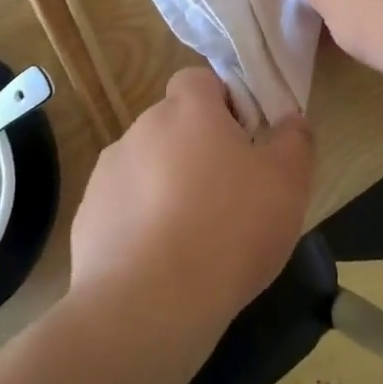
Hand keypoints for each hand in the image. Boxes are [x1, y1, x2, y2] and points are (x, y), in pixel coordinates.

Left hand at [68, 69, 314, 343]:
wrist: (148, 304)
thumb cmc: (229, 229)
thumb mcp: (287, 182)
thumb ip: (294, 140)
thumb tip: (290, 119)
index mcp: (188, 110)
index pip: (199, 79)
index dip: (224, 103)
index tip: (245, 141)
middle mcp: (141, 129)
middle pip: (174, 125)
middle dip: (198, 149)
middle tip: (230, 193)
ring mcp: (108, 172)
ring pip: (148, 166)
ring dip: (168, 186)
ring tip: (195, 235)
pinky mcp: (88, 215)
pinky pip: (124, 206)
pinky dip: (142, 222)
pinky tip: (162, 261)